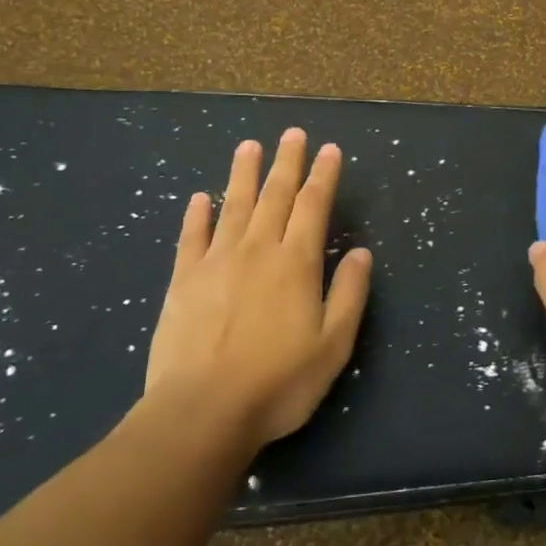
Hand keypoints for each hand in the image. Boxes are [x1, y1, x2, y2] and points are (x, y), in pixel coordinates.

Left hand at [142, 129, 372, 449]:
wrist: (202, 412)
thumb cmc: (278, 383)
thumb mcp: (333, 345)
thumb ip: (350, 294)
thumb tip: (362, 252)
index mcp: (297, 263)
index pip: (314, 206)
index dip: (324, 175)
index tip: (330, 149)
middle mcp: (258, 250)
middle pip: (274, 195)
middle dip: (287, 162)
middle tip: (292, 133)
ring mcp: (216, 262)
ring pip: (233, 206)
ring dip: (243, 174)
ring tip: (249, 146)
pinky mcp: (183, 281)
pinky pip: (191, 237)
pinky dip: (197, 214)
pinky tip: (200, 197)